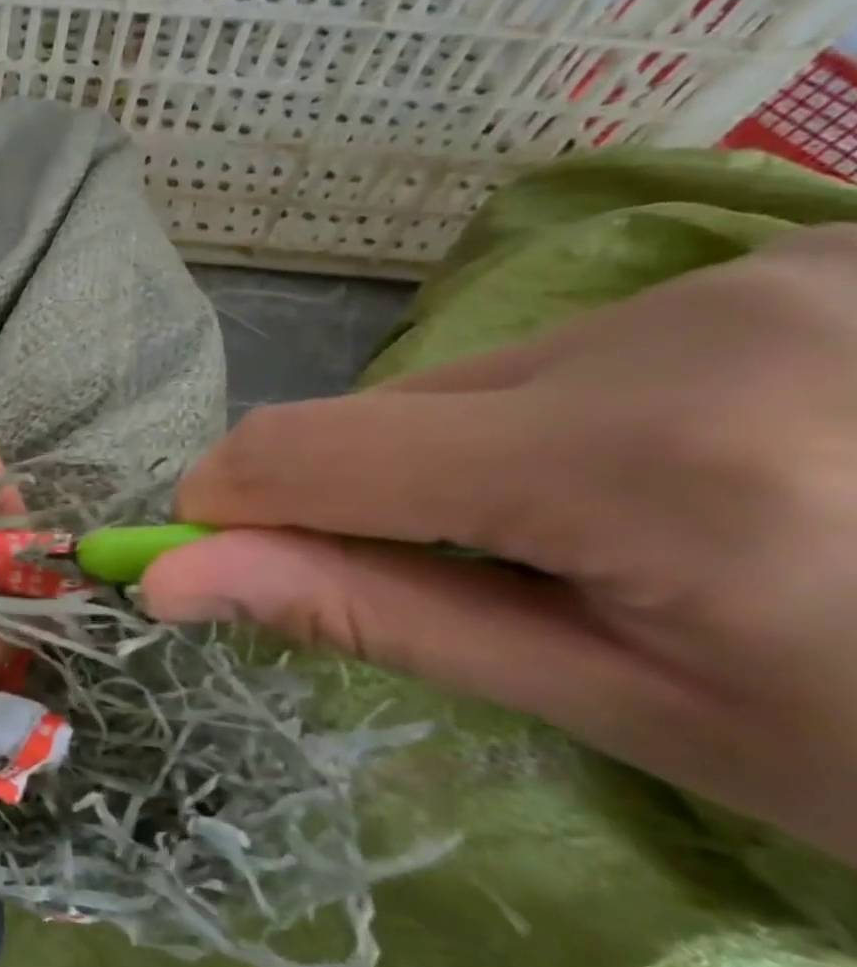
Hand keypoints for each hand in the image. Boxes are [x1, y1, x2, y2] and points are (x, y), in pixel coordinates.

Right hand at [142, 225, 856, 865]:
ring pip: (471, 380)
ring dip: (453, 465)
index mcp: (646, 460)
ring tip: (577, 542)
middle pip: (389, 412)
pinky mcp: (785, 257)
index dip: (219, 503)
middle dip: (353, 498)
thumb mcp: (633, 709)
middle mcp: (679, 322)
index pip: (313, 452)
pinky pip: (563, 354)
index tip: (191, 561)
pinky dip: (539, 426)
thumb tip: (181, 580)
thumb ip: (379, 618)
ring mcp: (749, 267)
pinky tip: (657, 478)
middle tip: (430, 587)